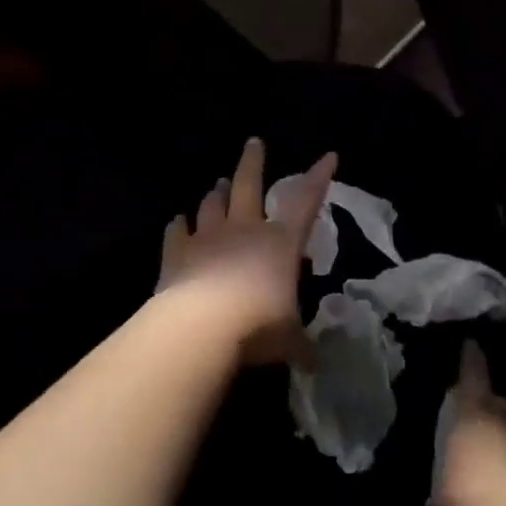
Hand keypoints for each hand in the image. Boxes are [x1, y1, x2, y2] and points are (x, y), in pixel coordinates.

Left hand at [158, 139, 336, 367]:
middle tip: (253, 142)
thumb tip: (316, 364)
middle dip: (253, 162)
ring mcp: (207, 238)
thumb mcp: (290, 340)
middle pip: (248, 184)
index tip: (328, 155)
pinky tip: (177, 221)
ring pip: (211, 204)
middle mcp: (244, 230)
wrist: (201, 327)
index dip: (319, 178)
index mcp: (280, 243)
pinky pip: (177, 232)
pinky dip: (178, 226)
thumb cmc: (258, 327)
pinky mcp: (176, 253)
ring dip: (216, 193)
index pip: (306, 202)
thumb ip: (301, 345)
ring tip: (218, 184)